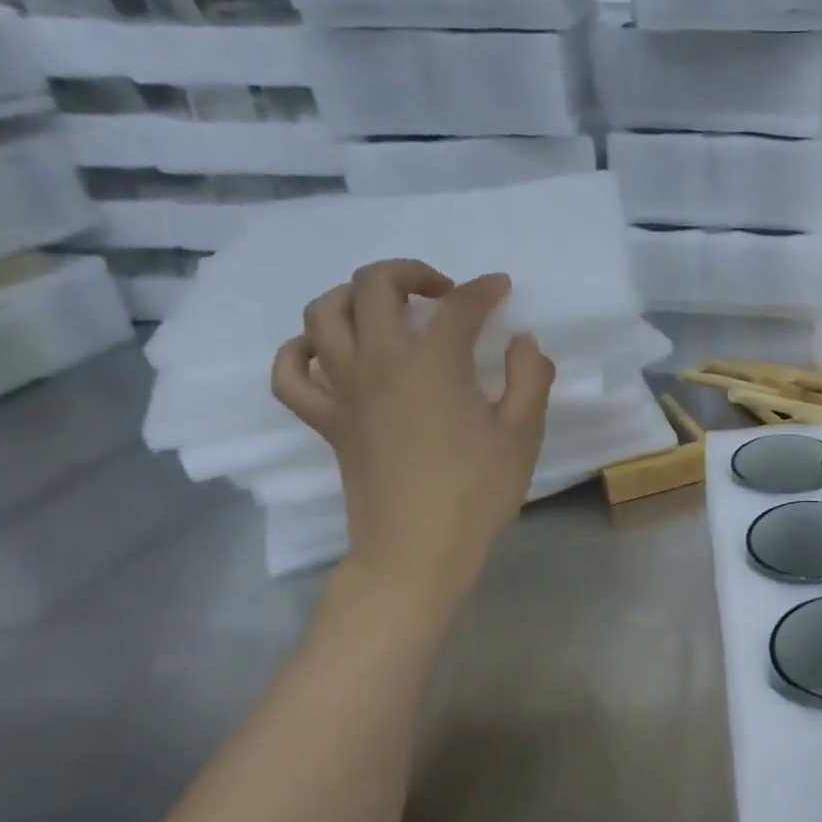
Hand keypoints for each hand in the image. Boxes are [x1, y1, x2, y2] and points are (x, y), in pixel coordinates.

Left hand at [271, 260, 554, 607]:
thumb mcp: (523, 433)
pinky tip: (328, 351)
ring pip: (323, 315)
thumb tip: (523, 342)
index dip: (485, 290)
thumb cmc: (478, 490)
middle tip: (443, 293)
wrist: (419, 548)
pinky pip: (292, 372)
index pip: (459, 307)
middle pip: (374, 286)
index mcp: (434, 363)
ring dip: (353, 297)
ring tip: (386, 310)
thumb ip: (530, 378)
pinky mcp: (327, 419)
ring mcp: (345, 389)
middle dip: (411, 273)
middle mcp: (380, 362)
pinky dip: (302, 350)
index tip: (502, 288)